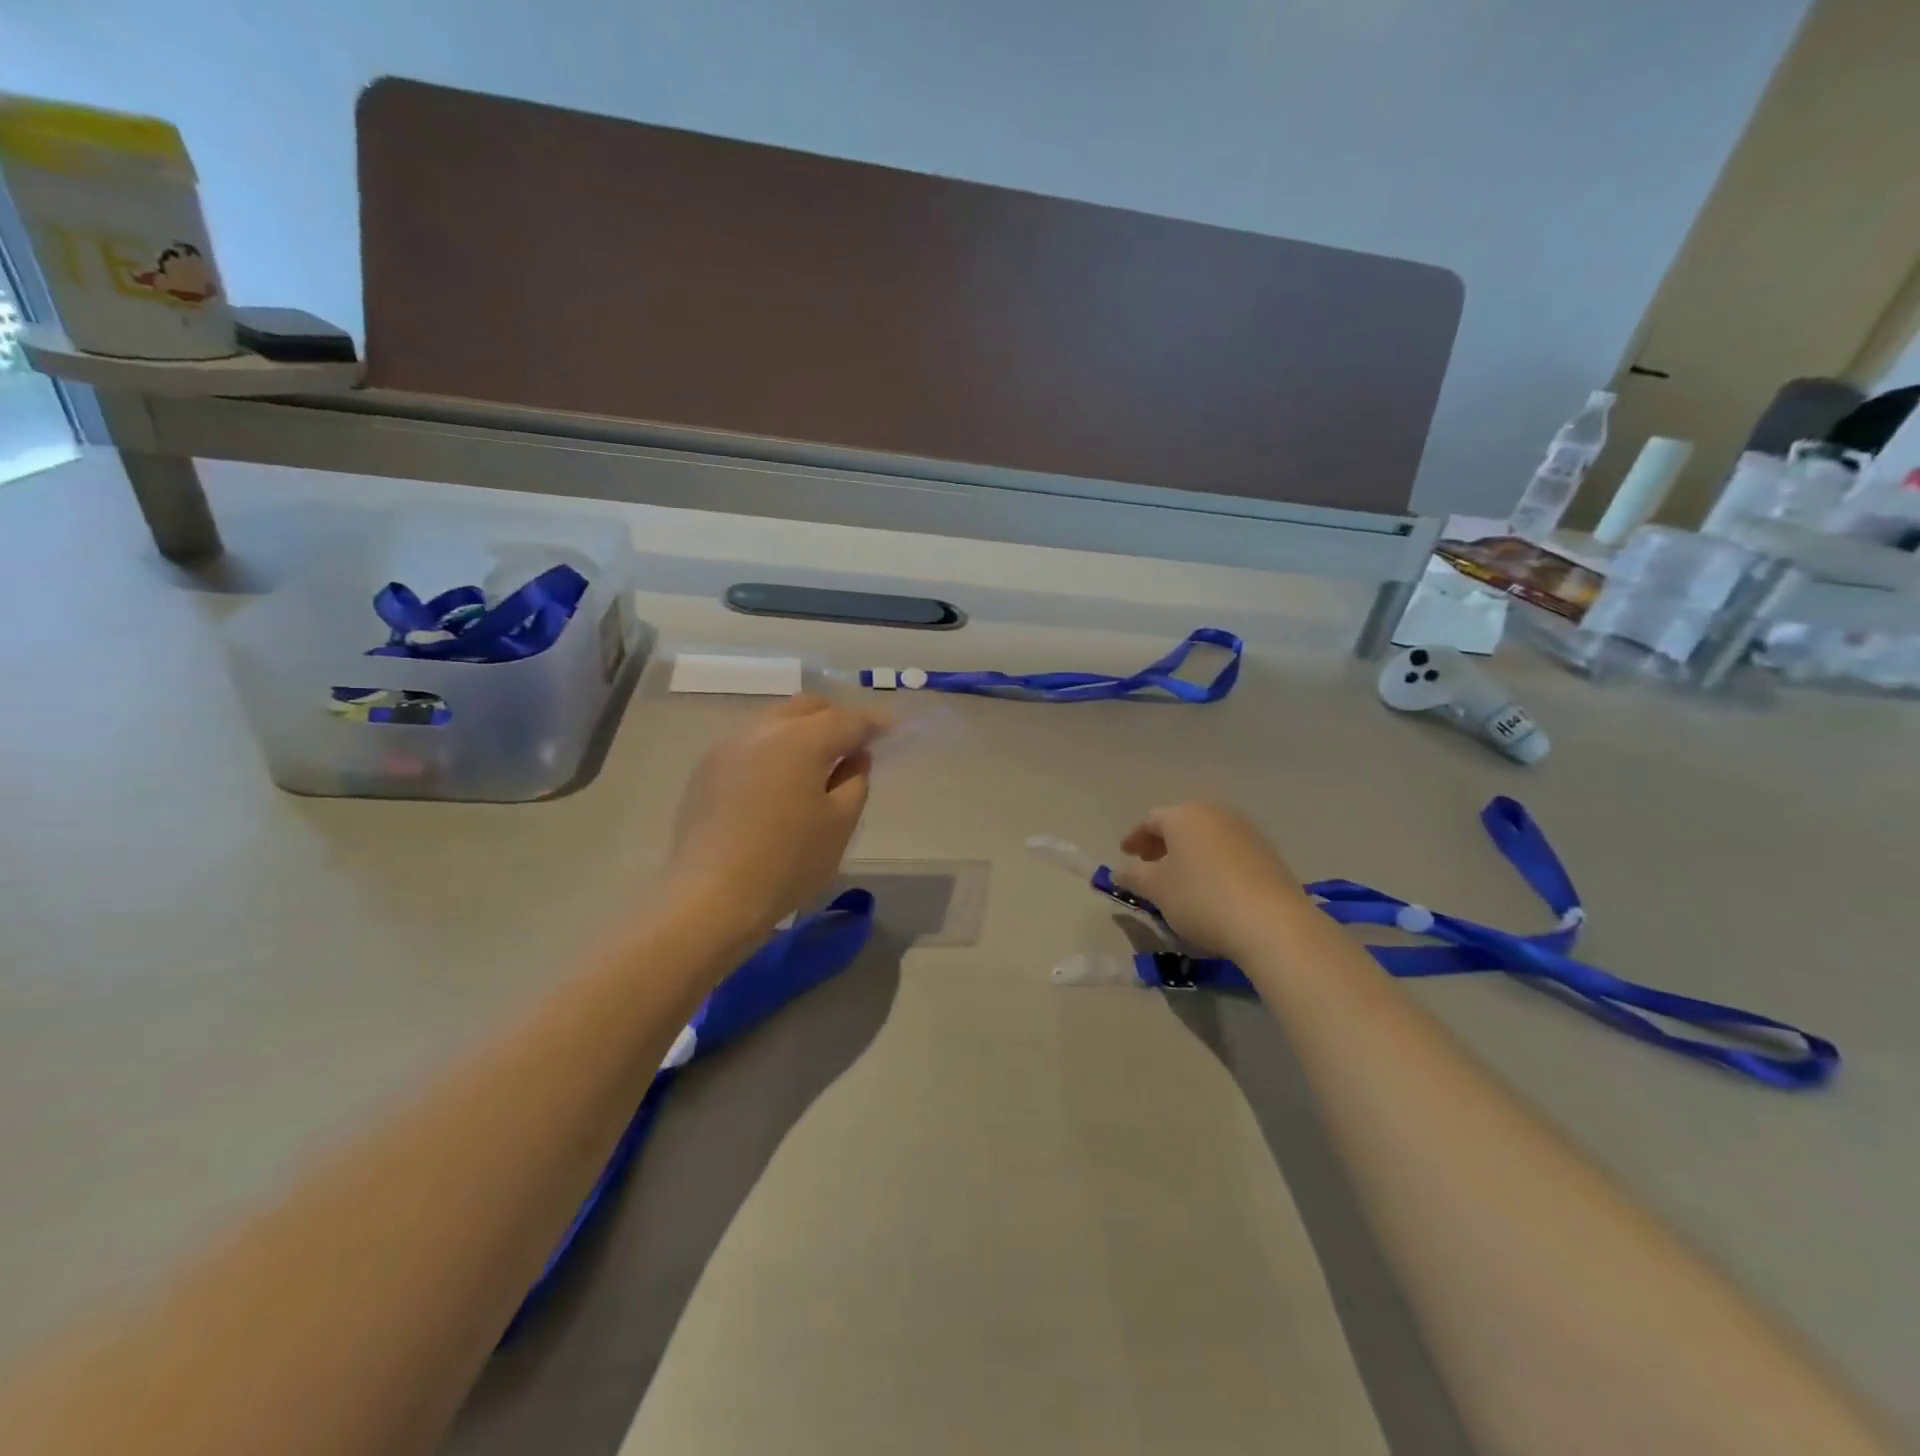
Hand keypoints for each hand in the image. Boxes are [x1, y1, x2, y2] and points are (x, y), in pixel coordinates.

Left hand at [666, 695, 888, 932]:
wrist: (710, 897)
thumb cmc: (788, 862)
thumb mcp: (840, 824)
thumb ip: (855, 781)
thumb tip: (854, 756)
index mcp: (801, 740)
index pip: (848, 720)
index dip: (875, 723)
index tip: (893, 730)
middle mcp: (763, 730)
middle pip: (808, 707)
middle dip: (836, 719)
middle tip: (854, 747)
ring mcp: (729, 746)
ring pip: (776, 720)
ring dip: (803, 731)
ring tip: (817, 764)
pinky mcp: (707, 769)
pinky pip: (751, 742)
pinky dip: (775, 748)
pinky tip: (779, 781)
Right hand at [1114, 802, 1310, 956]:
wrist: (1272, 923)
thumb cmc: (1201, 898)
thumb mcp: (1156, 890)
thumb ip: (1133, 876)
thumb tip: (1120, 872)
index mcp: (1184, 815)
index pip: (1150, 820)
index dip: (1134, 838)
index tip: (1125, 856)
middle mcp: (1215, 813)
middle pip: (1180, 824)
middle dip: (1162, 844)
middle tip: (1149, 866)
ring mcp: (1246, 831)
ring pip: (1206, 836)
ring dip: (1188, 853)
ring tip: (1180, 879)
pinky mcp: (1268, 853)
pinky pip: (1229, 851)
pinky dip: (1212, 862)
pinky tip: (1211, 887)